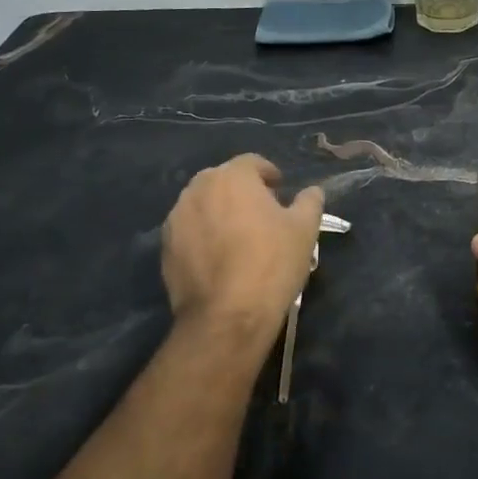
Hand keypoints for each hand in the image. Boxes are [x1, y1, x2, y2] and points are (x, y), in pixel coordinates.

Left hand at [162, 155, 324, 346]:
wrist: (227, 315)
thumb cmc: (271, 263)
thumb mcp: (304, 229)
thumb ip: (309, 202)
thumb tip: (312, 191)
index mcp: (232, 177)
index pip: (252, 163)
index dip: (269, 174)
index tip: (281, 191)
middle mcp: (198, 189)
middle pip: (223, 181)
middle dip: (242, 191)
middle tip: (262, 214)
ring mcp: (176, 218)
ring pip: (203, 205)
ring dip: (220, 212)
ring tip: (239, 237)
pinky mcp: (165, 247)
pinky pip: (190, 231)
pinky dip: (204, 235)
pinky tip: (220, 258)